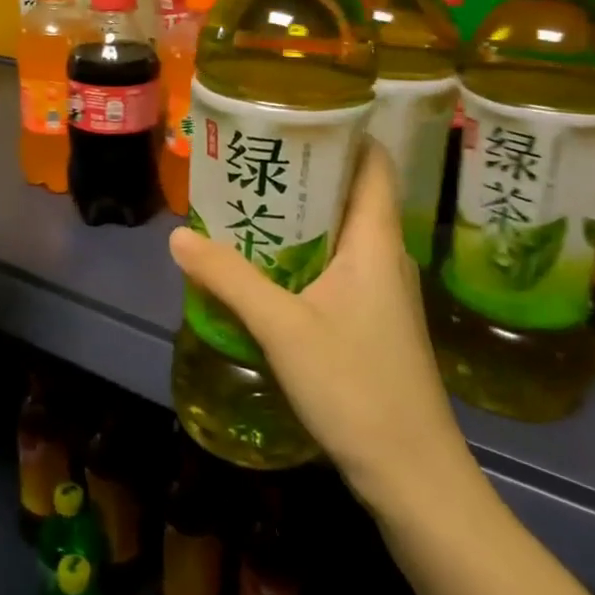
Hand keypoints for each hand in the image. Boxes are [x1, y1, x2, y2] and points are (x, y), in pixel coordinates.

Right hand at [167, 140, 471, 505]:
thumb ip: (229, 278)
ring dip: (300, 214)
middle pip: (349, 191)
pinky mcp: (372, 321)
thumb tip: (179, 236)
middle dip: (303, 170)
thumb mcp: (282, 327)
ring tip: (247, 201)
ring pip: (340, 231)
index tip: (293, 114)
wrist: (415, 479)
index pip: (372, 161)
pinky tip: (265, 265)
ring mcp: (382, 291)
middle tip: (250, 157)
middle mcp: (384, 255)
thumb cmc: (357, 388)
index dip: (342, 130)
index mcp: (376, 240)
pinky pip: (336, 265)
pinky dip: (303, 252)